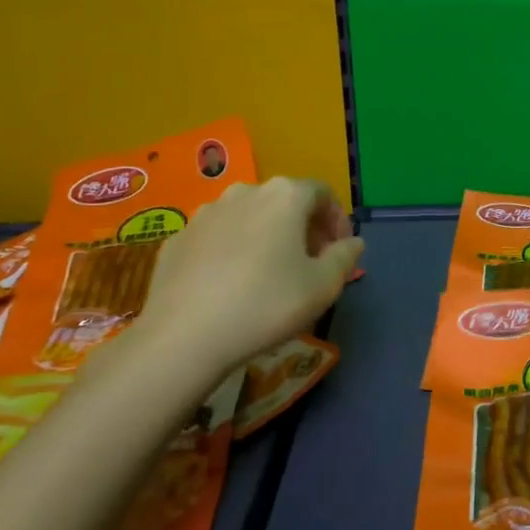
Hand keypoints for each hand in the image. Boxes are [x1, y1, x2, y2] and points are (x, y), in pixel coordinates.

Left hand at [127, 178, 362, 375]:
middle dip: (303, 227)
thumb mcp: (323, 286)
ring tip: (270, 273)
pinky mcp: (178, 238)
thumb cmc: (266, 304)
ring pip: (248, 216)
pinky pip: (217, 237)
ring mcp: (205, 213)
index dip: (337, 219)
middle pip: (284, 201)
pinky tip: (231, 284)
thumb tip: (352, 242)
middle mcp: (244, 192)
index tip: (340, 251)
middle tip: (311, 263)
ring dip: (267, 236)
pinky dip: (232, 250)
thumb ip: (345, 257)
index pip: (323, 193)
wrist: (184, 336)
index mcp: (284, 196)